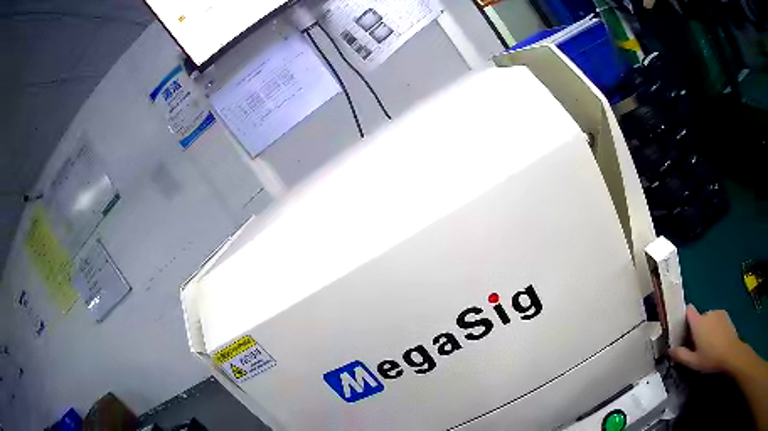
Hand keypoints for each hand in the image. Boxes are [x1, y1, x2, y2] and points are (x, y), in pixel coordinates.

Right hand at [670, 305, 749, 373]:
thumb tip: (670, 350)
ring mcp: (718, 312)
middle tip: (697, 346)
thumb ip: (681, 355)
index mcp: (698, 323)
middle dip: (696, 330)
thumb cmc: (710, 358)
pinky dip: (714, 328)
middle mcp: (707, 313)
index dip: (684, 317)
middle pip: (698, 318)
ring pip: (707, 319)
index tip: (683, 330)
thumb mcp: (693, 362)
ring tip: (708, 345)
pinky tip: (716, 341)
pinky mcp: (725, 315)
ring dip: (706, 329)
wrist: (731, 352)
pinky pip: (716, 319)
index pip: (688, 310)